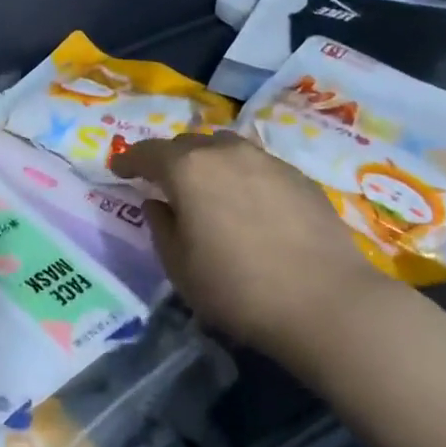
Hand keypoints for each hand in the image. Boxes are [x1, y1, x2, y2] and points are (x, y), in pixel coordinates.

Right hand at [112, 133, 388, 357]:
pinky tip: (248, 203)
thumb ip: (161, 228)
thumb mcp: (180, 267)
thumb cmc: (238, 288)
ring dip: (207, 162)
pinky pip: (257, 164)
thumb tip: (158, 203)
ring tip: (207, 187)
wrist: (327, 302)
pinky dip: (241, 175)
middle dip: (169, 159)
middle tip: (162, 181)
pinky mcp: (299, 177)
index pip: (147, 153)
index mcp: (188, 169)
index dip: (128, 161)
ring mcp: (267, 160)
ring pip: (225, 148)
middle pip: (187, 144)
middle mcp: (225, 152)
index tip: (118, 171)